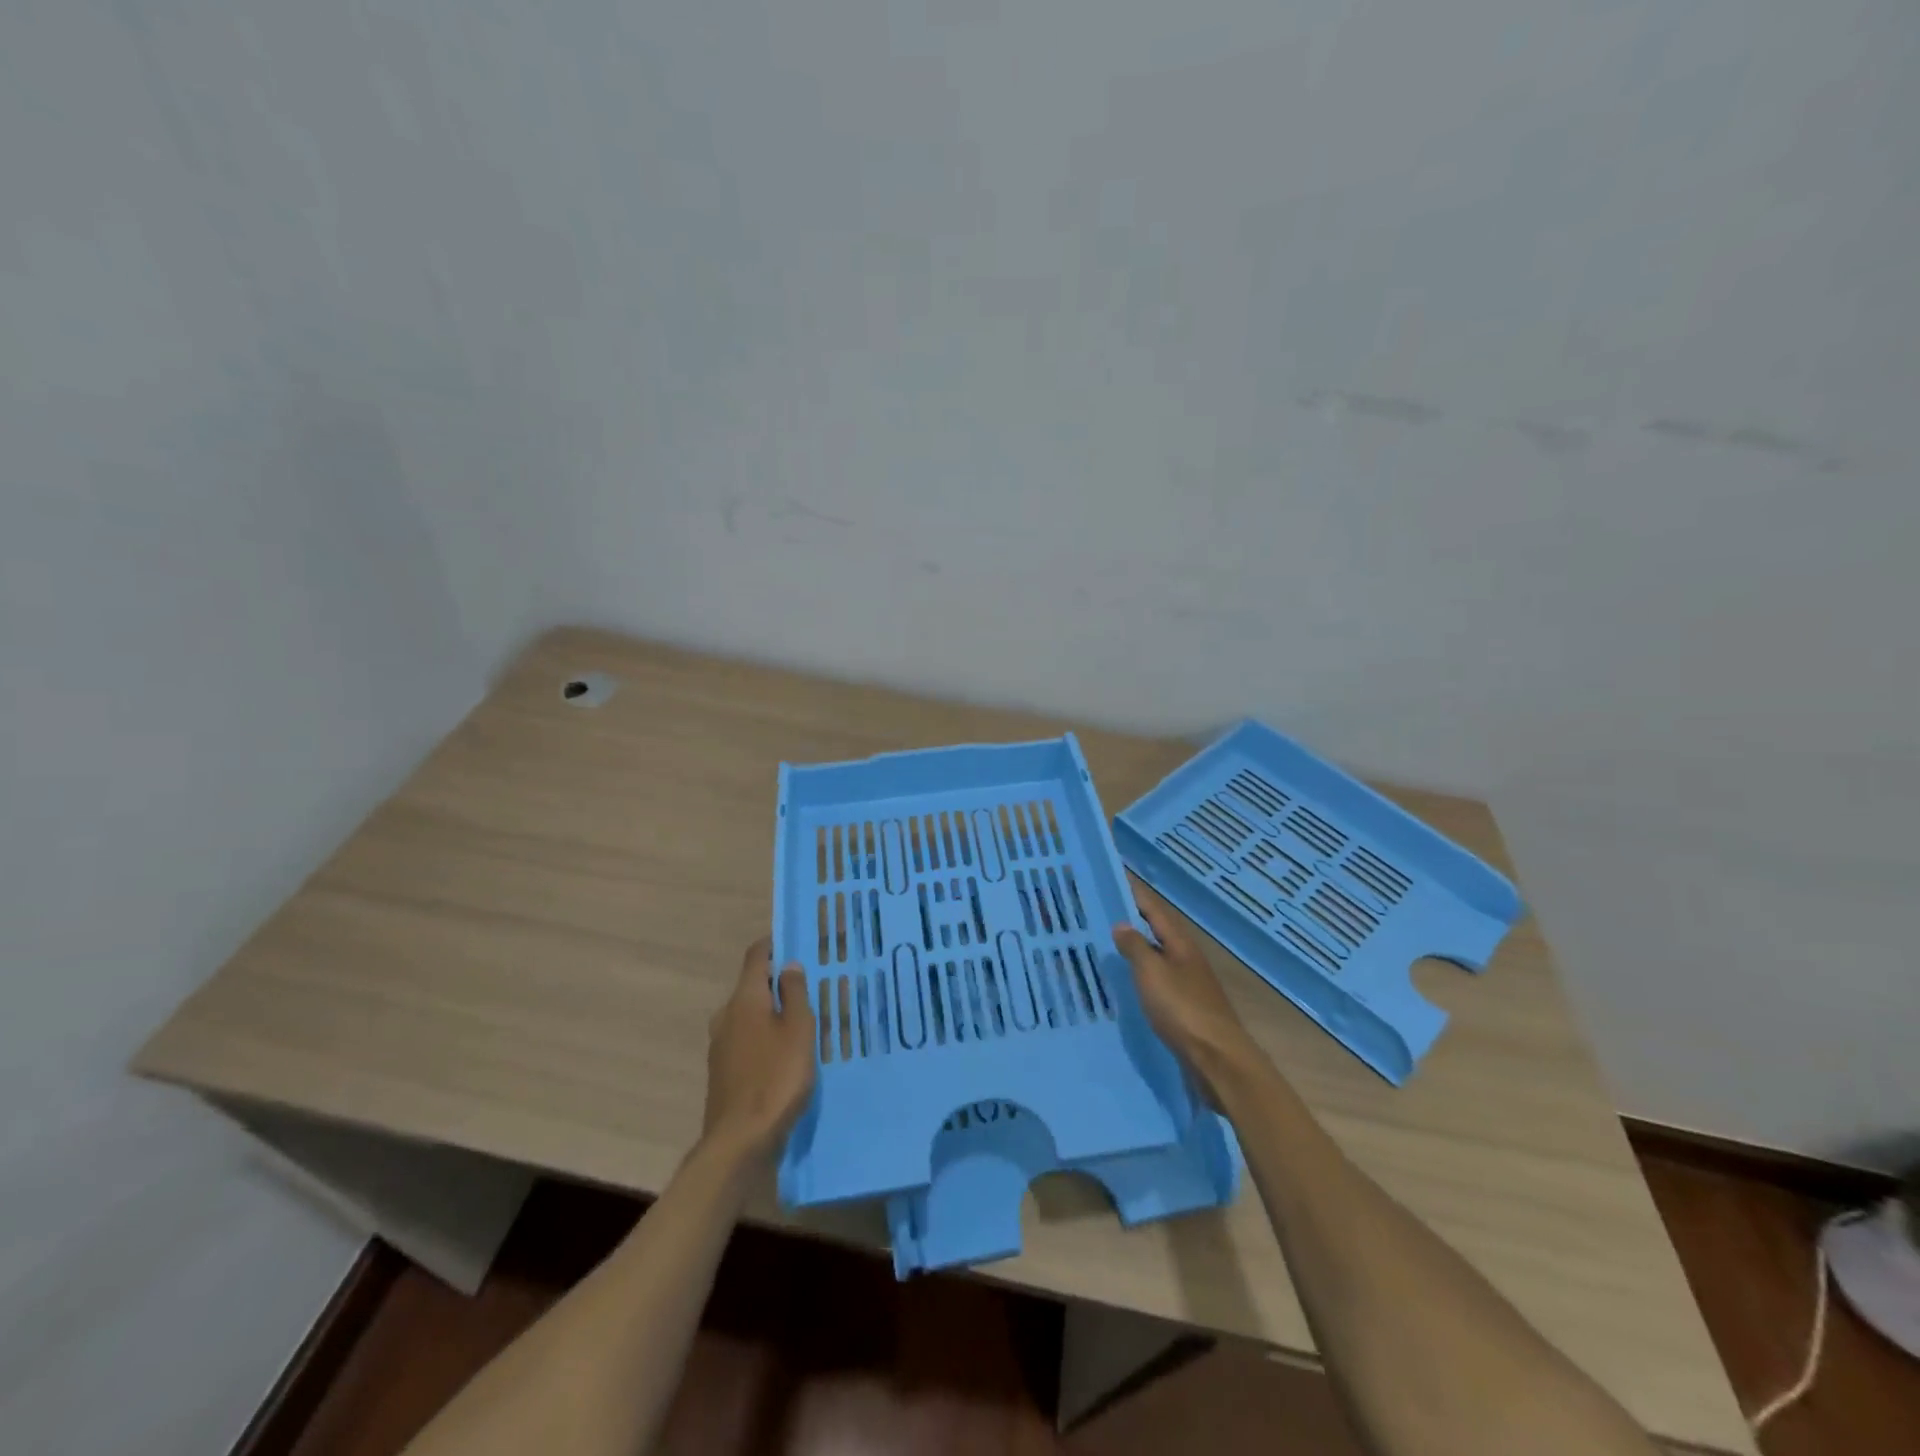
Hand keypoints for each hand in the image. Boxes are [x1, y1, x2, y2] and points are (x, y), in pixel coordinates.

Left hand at [702, 938, 815, 1159]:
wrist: (739, 1142)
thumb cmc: (776, 1078)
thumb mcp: (799, 1030)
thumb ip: (795, 994)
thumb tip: (789, 965)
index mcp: (744, 999)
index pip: (755, 957)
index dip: (773, 946)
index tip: (794, 942)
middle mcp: (726, 1016)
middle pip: (752, 987)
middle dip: (777, 984)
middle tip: (808, 988)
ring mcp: (720, 1045)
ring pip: (749, 1016)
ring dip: (771, 1014)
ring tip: (801, 1023)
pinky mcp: (722, 1072)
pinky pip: (746, 1041)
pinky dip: (764, 1038)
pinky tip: (783, 1055)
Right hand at [1113, 874, 1261, 1102]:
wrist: (1217, 1060)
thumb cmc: (1182, 1009)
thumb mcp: (1152, 973)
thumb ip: (1135, 947)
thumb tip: (1122, 924)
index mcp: (1181, 945)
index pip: (1155, 910)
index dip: (1135, 895)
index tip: (1114, 880)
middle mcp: (1187, 959)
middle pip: (1158, 932)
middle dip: (1134, 921)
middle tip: (1103, 913)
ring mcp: (1190, 985)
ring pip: (1158, 958)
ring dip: (1137, 950)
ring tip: (1109, 946)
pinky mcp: (1187, 1009)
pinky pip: (1159, 982)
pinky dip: (1142, 976)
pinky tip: (1129, 983)